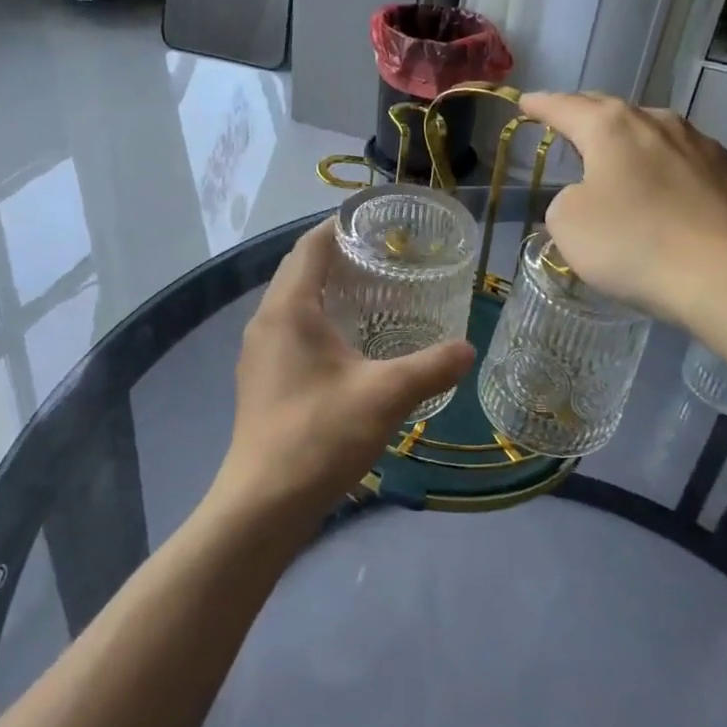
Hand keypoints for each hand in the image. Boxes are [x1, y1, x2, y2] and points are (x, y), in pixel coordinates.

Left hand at [210, 220, 474, 532]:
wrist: (263, 504)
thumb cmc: (320, 436)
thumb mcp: (385, 396)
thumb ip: (431, 367)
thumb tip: (467, 349)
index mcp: (289, 309)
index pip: (312, 245)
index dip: (342, 226)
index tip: (379, 223)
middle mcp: (266, 321)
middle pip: (300, 269)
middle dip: (339, 256)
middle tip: (387, 256)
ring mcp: (259, 352)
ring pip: (294, 302)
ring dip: (328, 289)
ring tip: (374, 293)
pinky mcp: (261, 379)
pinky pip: (290, 330)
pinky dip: (319, 320)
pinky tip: (350, 344)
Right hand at [519, 92, 726, 353]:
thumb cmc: (635, 243)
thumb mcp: (568, 225)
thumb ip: (566, 201)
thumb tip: (590, 197)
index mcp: (612, 128)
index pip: (565, 107)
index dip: (541, 105)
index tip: (525, 102)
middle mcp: (659, 123)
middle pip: (612, 112)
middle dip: (586, 115)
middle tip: (567, 122)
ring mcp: (704, 146)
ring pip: (654, 135)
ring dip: (632, 144)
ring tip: (619, 160)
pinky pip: (688, 164)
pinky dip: (668, 171)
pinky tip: (669, 194)